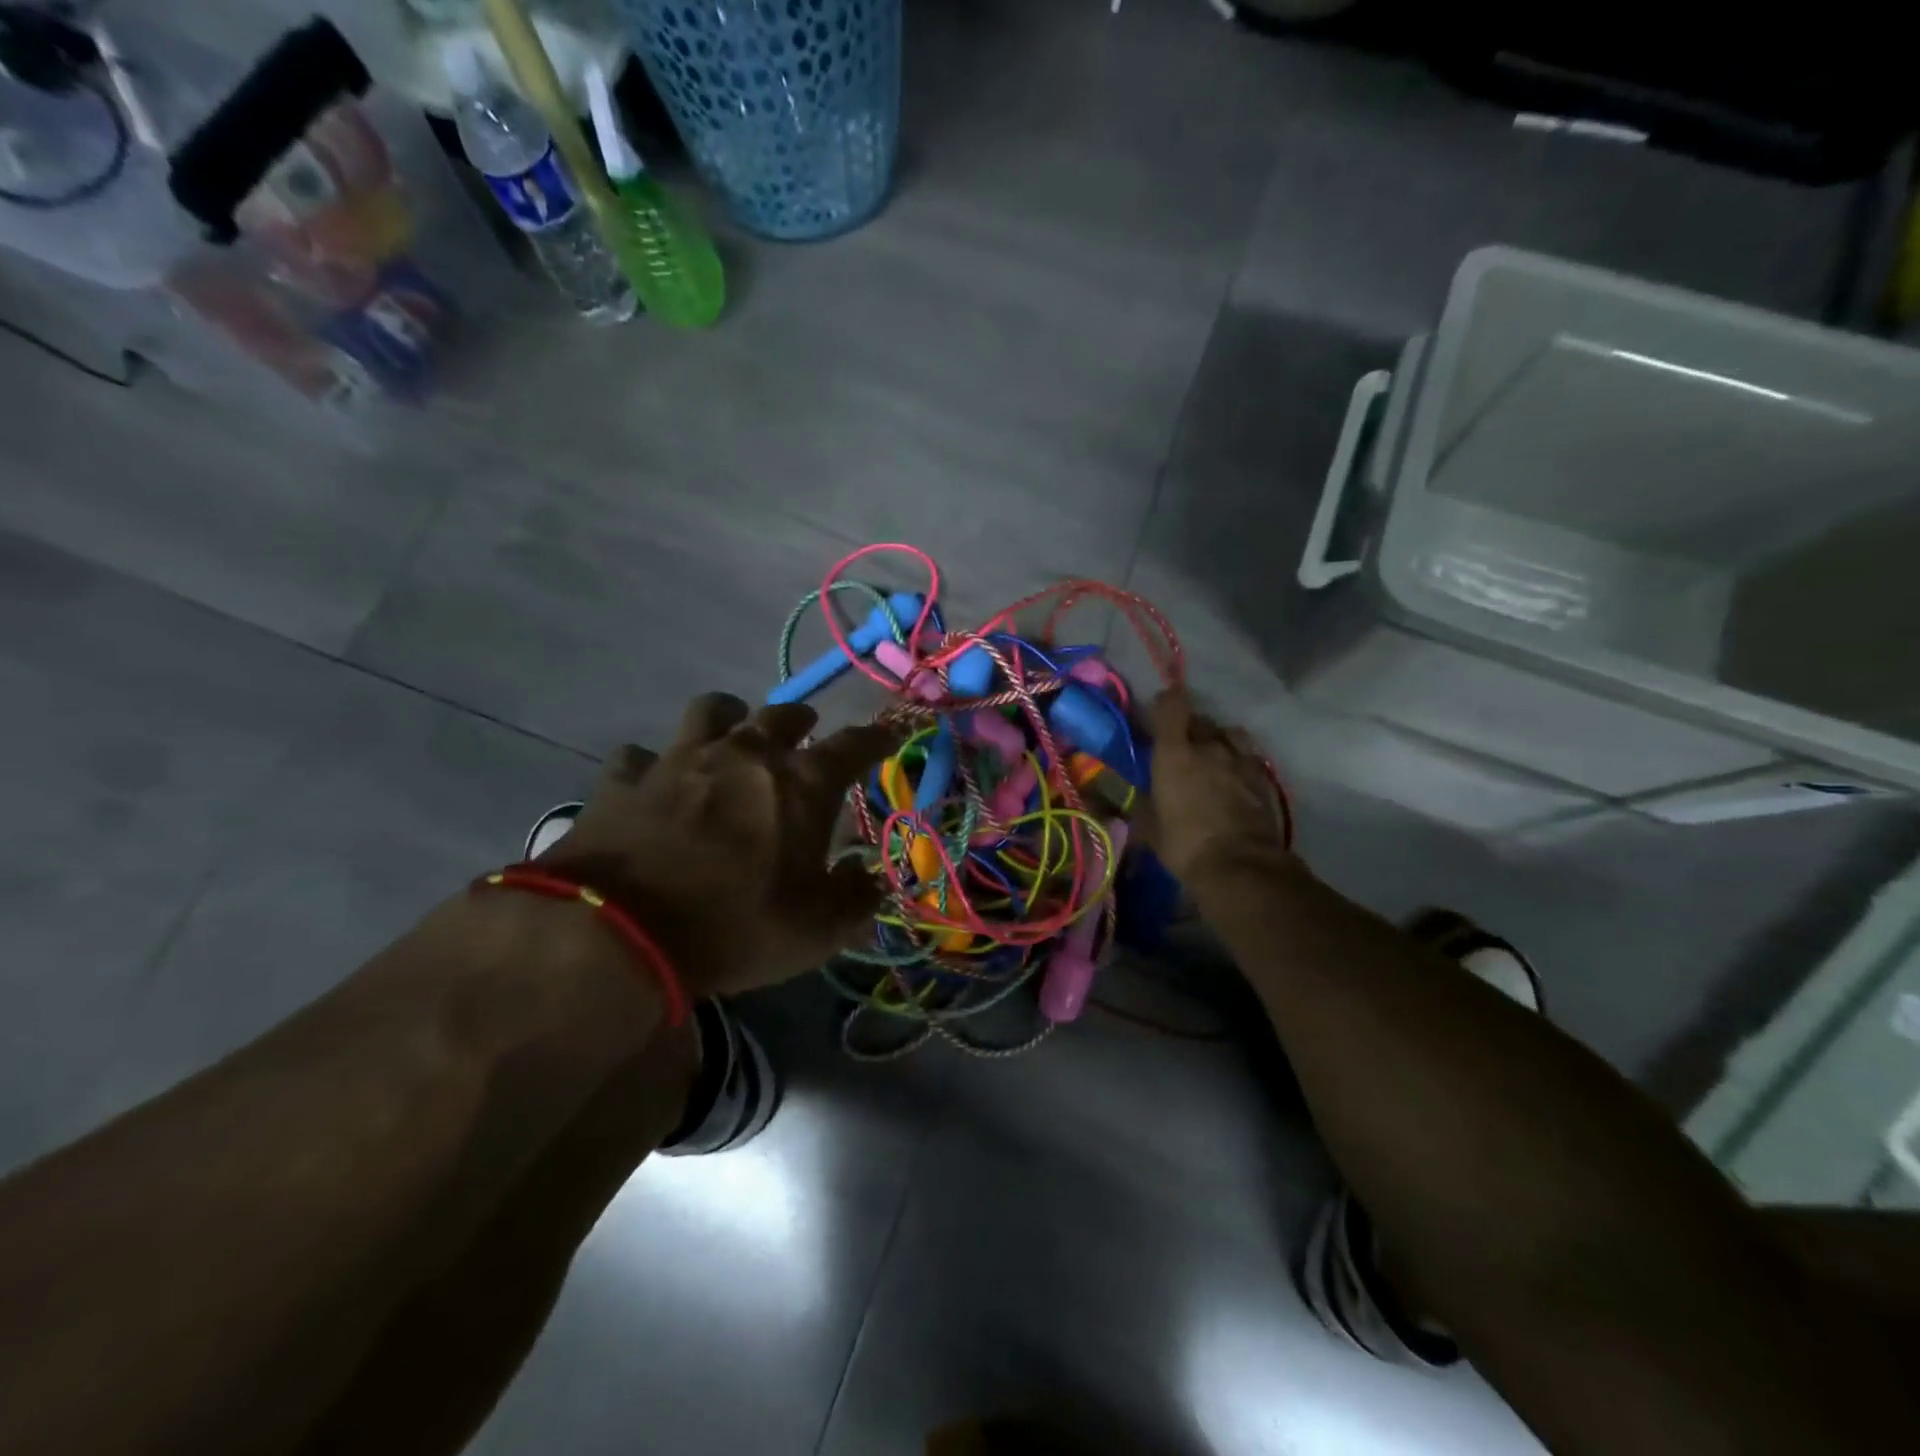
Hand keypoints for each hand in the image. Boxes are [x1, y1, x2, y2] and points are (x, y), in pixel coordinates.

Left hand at [539, 693, 897, 998]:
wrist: (617, 933)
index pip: (854, 745)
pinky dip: (654, 764)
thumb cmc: (734, 927)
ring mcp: (680, 759)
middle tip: (806, 732)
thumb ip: (854, 899)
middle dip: (801, 720)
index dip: (877, 738)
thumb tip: (866, 876)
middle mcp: (744, 754)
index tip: (889, 734)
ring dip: (729, 716)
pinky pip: (642, 754)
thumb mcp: (816, 931)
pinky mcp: (625, 777)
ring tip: (732, 732)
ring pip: (711, 710)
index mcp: (799, 783)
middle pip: (782, 714)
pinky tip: (655, 780)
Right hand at [1144, 688, 1290, 882]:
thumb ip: (1141, 803)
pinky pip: (1247, 755)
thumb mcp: (1149, 828)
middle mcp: (1209, 746)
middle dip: (1188, 727)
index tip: (1156, 714)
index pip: (1171, 705)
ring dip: (1217, 739)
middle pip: (1199, 719)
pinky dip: (1237, 760)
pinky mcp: (1263, 776)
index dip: (1163, 704)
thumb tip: (1130, 796)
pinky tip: (1233, 777)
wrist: (1242, 866)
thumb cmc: (1185, 845)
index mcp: (1174, 753)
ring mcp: (1240, 759)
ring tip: (1211, 757)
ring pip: (1227, 733)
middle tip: (1179, 746)